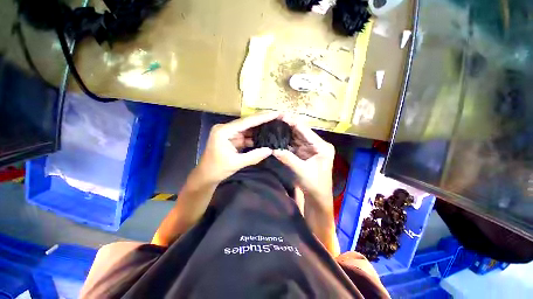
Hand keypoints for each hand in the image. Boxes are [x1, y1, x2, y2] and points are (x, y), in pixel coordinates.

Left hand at [197, 112, 280, 182]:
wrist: (206, 175)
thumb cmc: (217, 169)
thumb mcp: (236, 163)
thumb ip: (254, 156)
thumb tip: (270, 150)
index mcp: (224, 131)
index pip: (246, 121)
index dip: (262, 117)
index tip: (275, 113)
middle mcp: (226, 128)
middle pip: (248, 122)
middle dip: (263, 120)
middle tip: (277, 116)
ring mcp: (230, 133)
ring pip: (248, 128)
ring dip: (260, 128)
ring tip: (274, 124)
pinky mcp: (232, 139)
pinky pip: (246, 136)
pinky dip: (255, 137)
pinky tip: (265, 135)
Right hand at [273, 117, 334, 211]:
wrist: (318, 197)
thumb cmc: (315, 185)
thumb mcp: (301, 171)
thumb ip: (288, 158)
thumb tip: (273, 148)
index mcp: (322, 146)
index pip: (305, 131)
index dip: (293, 122)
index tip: (281, 115)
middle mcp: (317, 144)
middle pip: (301, 132)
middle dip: (288, 126)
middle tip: (275, 119)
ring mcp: (310, 148)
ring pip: (296, 138)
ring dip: (286, 133)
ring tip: (274, 126)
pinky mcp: (304, 153)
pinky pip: (294, 145)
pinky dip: (286, 142)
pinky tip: (277, 137)